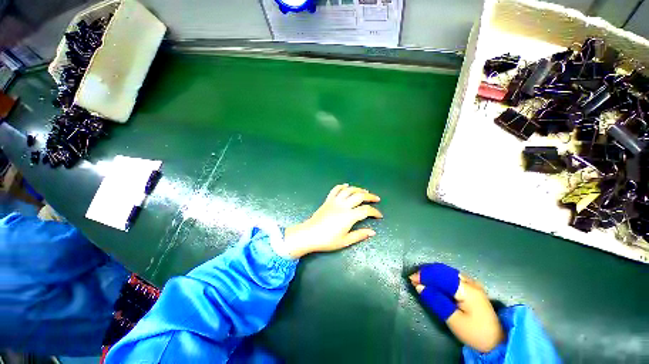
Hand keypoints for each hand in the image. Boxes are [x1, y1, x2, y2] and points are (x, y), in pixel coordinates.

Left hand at [282, 184, 382, 257]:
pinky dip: (342, 186)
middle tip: (376, 198)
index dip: (375, 212)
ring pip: (348, 190)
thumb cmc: (327, 240)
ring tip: (364, 191)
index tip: (379, 215)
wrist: (309, 234)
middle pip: (359, 196)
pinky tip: (347, 186)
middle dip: (370, 196)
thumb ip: (359, 235)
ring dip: (358, 189)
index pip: (366, 210)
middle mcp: (343, 206)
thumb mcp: (345, 241)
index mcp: (349, 216)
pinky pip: (335, 190)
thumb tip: (372, 232)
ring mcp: (335, 201)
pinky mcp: (328, 200)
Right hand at [410, 263, 504, 352]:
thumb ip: (436, 300)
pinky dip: (439, 277)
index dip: (425, 275)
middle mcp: (470, 282)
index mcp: (467, 290)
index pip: (441, 276)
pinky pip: (451, 276)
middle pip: (443, 271)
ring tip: (420, 279)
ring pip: (447, 272)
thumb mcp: (453, 320)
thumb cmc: (474, 333)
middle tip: (413, 278)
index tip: (411, 278)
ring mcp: (472, 283)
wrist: (496, 342)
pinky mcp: (472, 287)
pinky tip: (433, 281)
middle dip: (427, 273)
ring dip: (432, 274)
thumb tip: (419, 286)